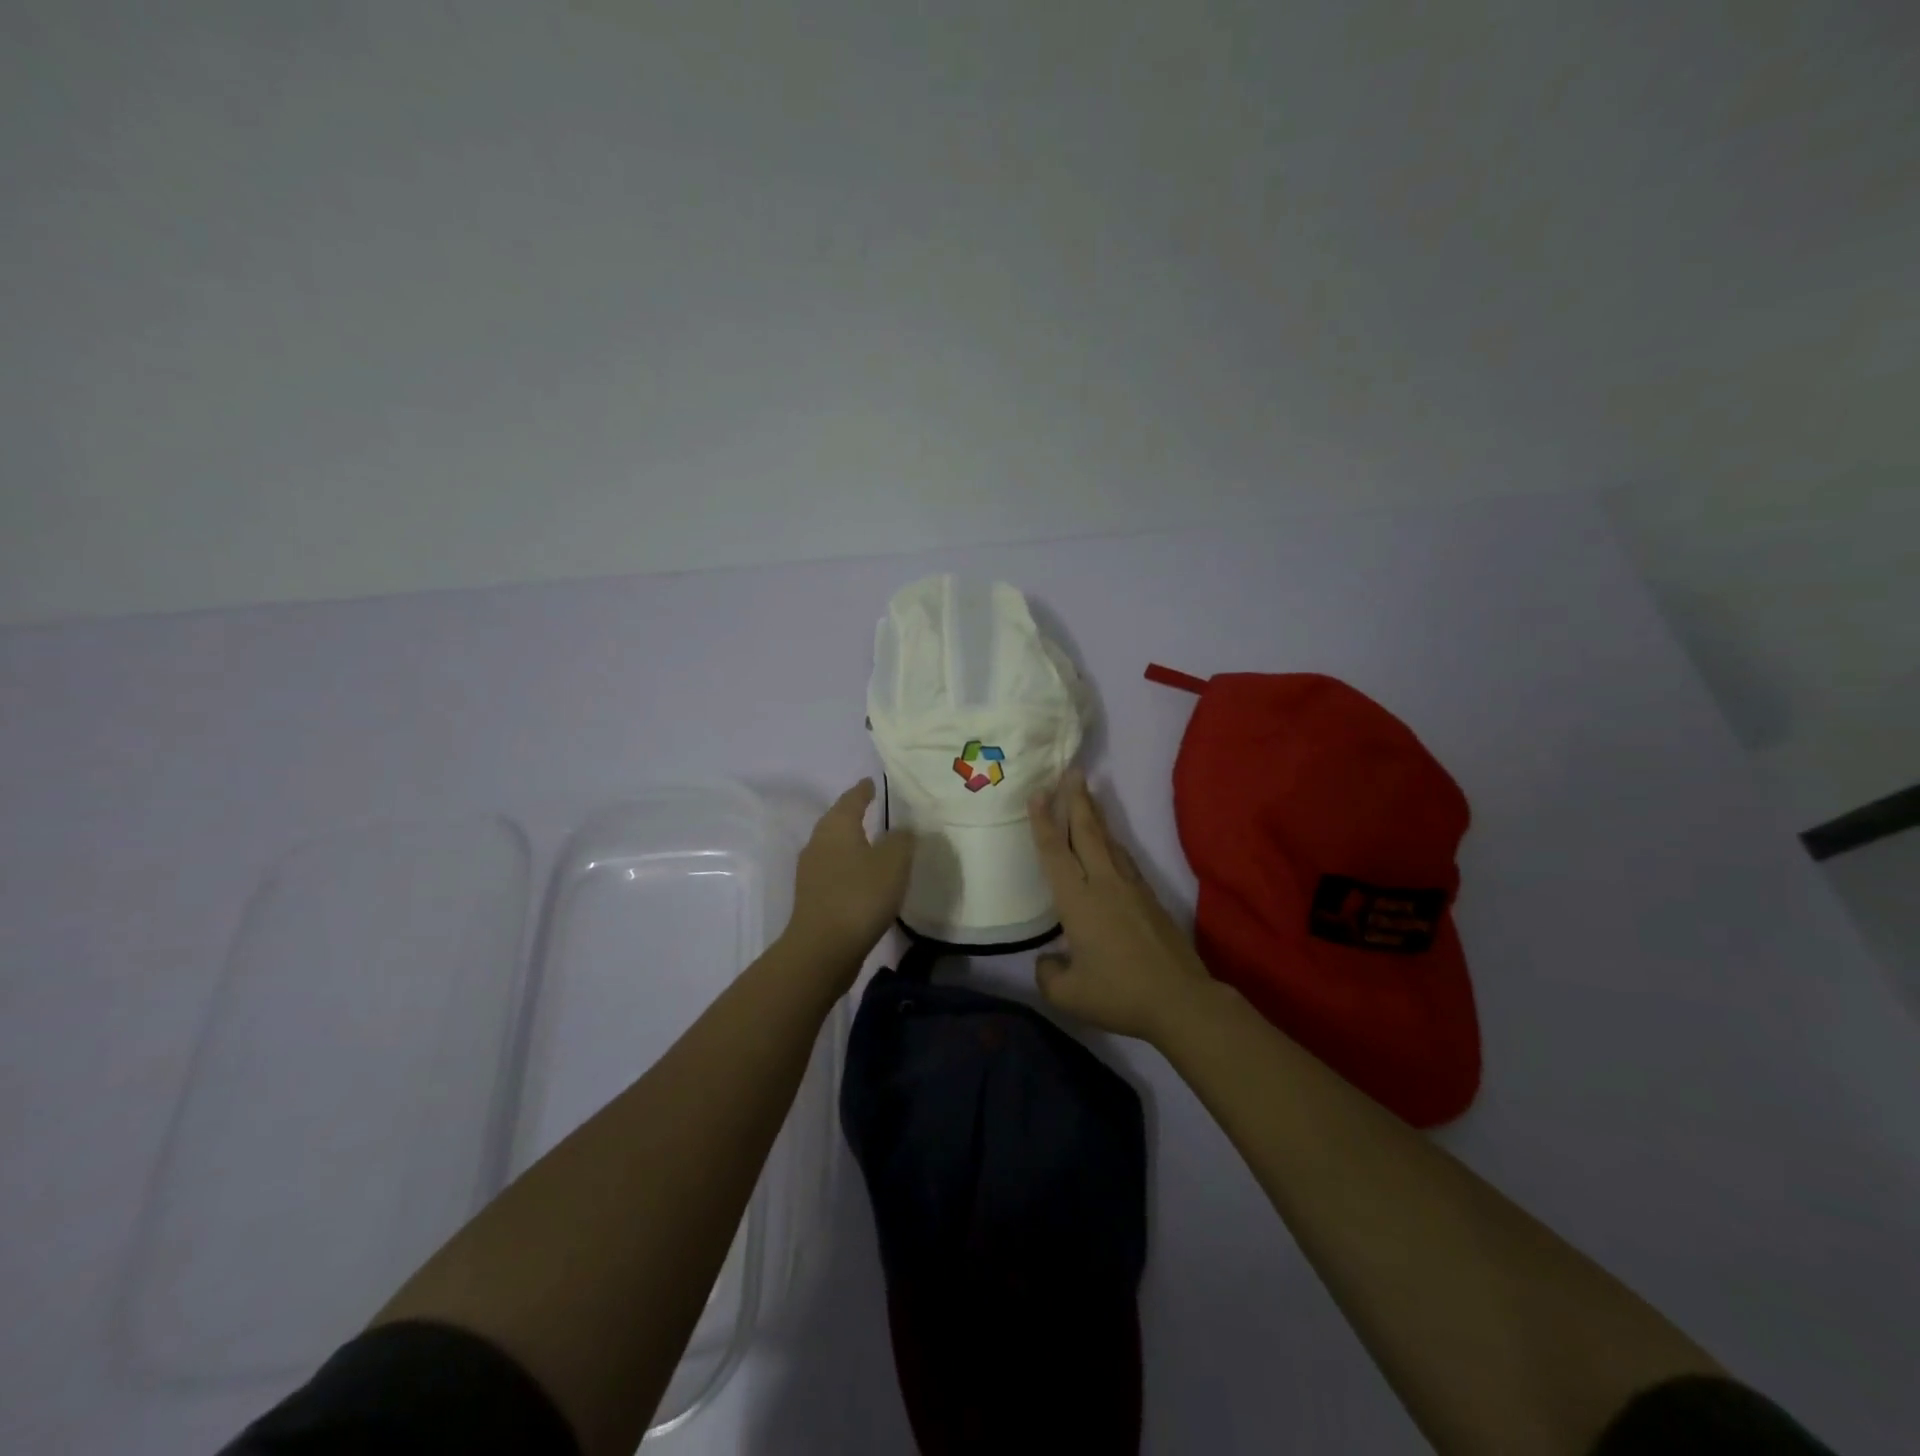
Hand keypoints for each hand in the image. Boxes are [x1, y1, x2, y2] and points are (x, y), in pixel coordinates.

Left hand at [783, 779, 915, 975]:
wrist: (823, 949)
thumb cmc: (860, 896)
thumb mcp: (893, 862)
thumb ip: (902, 839)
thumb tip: (902, 829)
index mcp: (837, 826)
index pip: (852, 798)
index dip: (864, 790)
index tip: (872, 782)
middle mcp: (819, 842)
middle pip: (838, 820)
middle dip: (854, 813)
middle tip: (874, 808)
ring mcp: (811, 871)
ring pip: (834, 846)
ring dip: (852, 842)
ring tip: (874, 842)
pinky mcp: (813, 897)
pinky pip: (834, 871)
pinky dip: (849, 867)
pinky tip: (864, 877)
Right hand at [1028, 769, 1215, 1045]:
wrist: (1180, 1000)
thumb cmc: (1118, 994)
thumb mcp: (1068, 995)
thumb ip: (1048, 974)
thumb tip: (1048, 960)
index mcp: (1078, 901)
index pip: (1055, 852)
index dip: (1043, 821)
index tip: (1038, 792)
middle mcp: (1103, 883)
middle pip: (1086, 832)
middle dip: (1076, 799)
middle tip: (1072, 771)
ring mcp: (1130, 888)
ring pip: (1108, 841)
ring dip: (1095, 815)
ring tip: (1088, 796)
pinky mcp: (1150, 898)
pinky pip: (1125, 858)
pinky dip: (1112, 841)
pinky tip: (1112, 842)